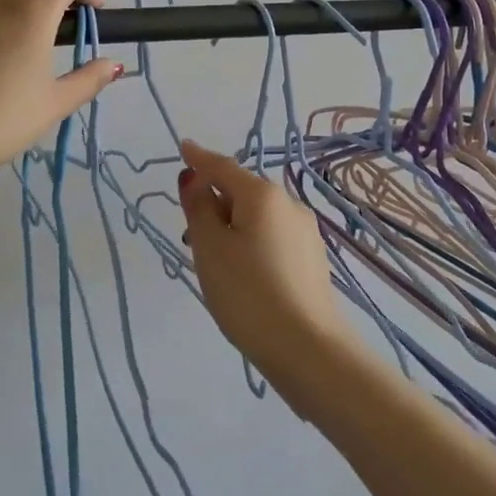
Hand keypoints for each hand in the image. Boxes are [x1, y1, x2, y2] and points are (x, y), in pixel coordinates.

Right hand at [177, 139, 359, 396]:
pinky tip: (243, 276)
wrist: (307, 348)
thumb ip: (199, 208)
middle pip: (242, 192)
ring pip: (258, 218)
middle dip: (215, 203)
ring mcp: (305, 233)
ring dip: (232, 227)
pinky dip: (251, 243)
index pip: (223, 167)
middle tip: (190, 235)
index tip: (183, 147)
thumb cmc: (248, 293)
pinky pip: (272, 238)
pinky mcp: (311, 259)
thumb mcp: (210, 248)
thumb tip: (194, 178)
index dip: (199, 159)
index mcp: (263, 195)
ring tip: (214, 263)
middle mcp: (289, 205)